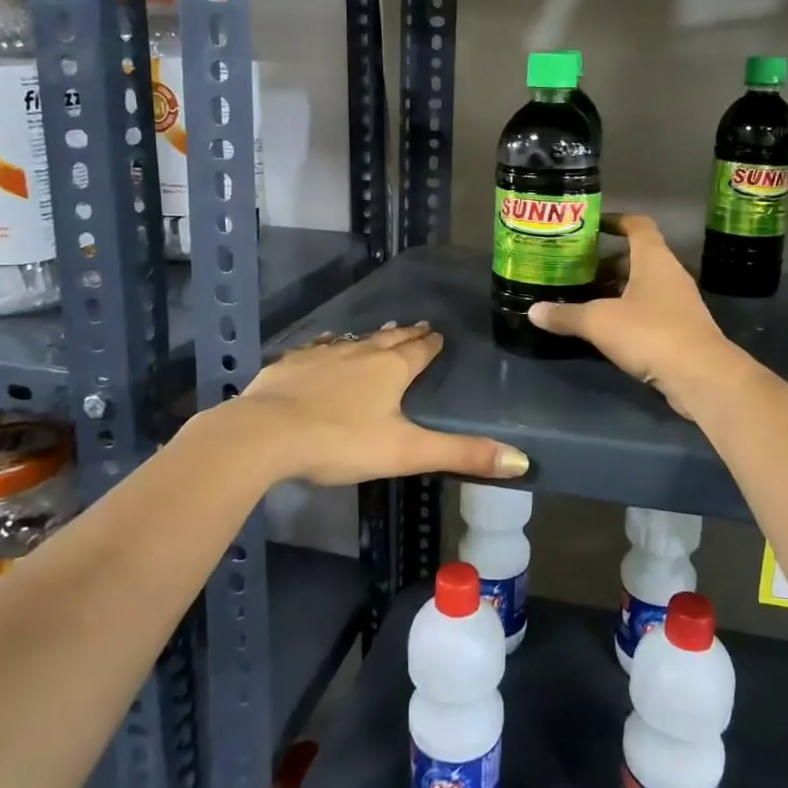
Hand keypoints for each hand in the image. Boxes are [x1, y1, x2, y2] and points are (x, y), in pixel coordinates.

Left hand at [229, 323, 530, 485]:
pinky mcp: (291, 364)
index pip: (420, 350)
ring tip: (378, 333)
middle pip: (389, 339)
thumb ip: (461, 454)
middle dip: (405, 334)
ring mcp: (322, 355)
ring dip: (370, 337)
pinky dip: (330, 346)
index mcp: (390, 369)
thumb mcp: (406, 453)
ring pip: (353, 340)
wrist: (266, 434)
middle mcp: (359, 353)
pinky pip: (318, 348)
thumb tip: (521, 460)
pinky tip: (325, 347)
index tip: (439, 335)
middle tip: (417, 327)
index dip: (431, 344)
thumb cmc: (341, 442)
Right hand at [527, 214, 740, 416]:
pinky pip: (648, 312)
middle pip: (636, 259)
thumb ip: (566, 315)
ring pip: (642, 287)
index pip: (638, 225)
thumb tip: (532, 311)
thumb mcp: (599, 322)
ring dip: (615, 291)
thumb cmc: (650, 332)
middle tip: (575, 271)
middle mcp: (669, 275)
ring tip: (583, 300)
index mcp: (654, 259)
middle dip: (605, 264)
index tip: (592, 225)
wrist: (700, 375)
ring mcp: (678, 303)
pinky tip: (604, 330)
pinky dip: (626, 314)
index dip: (616, 221)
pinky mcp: (680, 330)